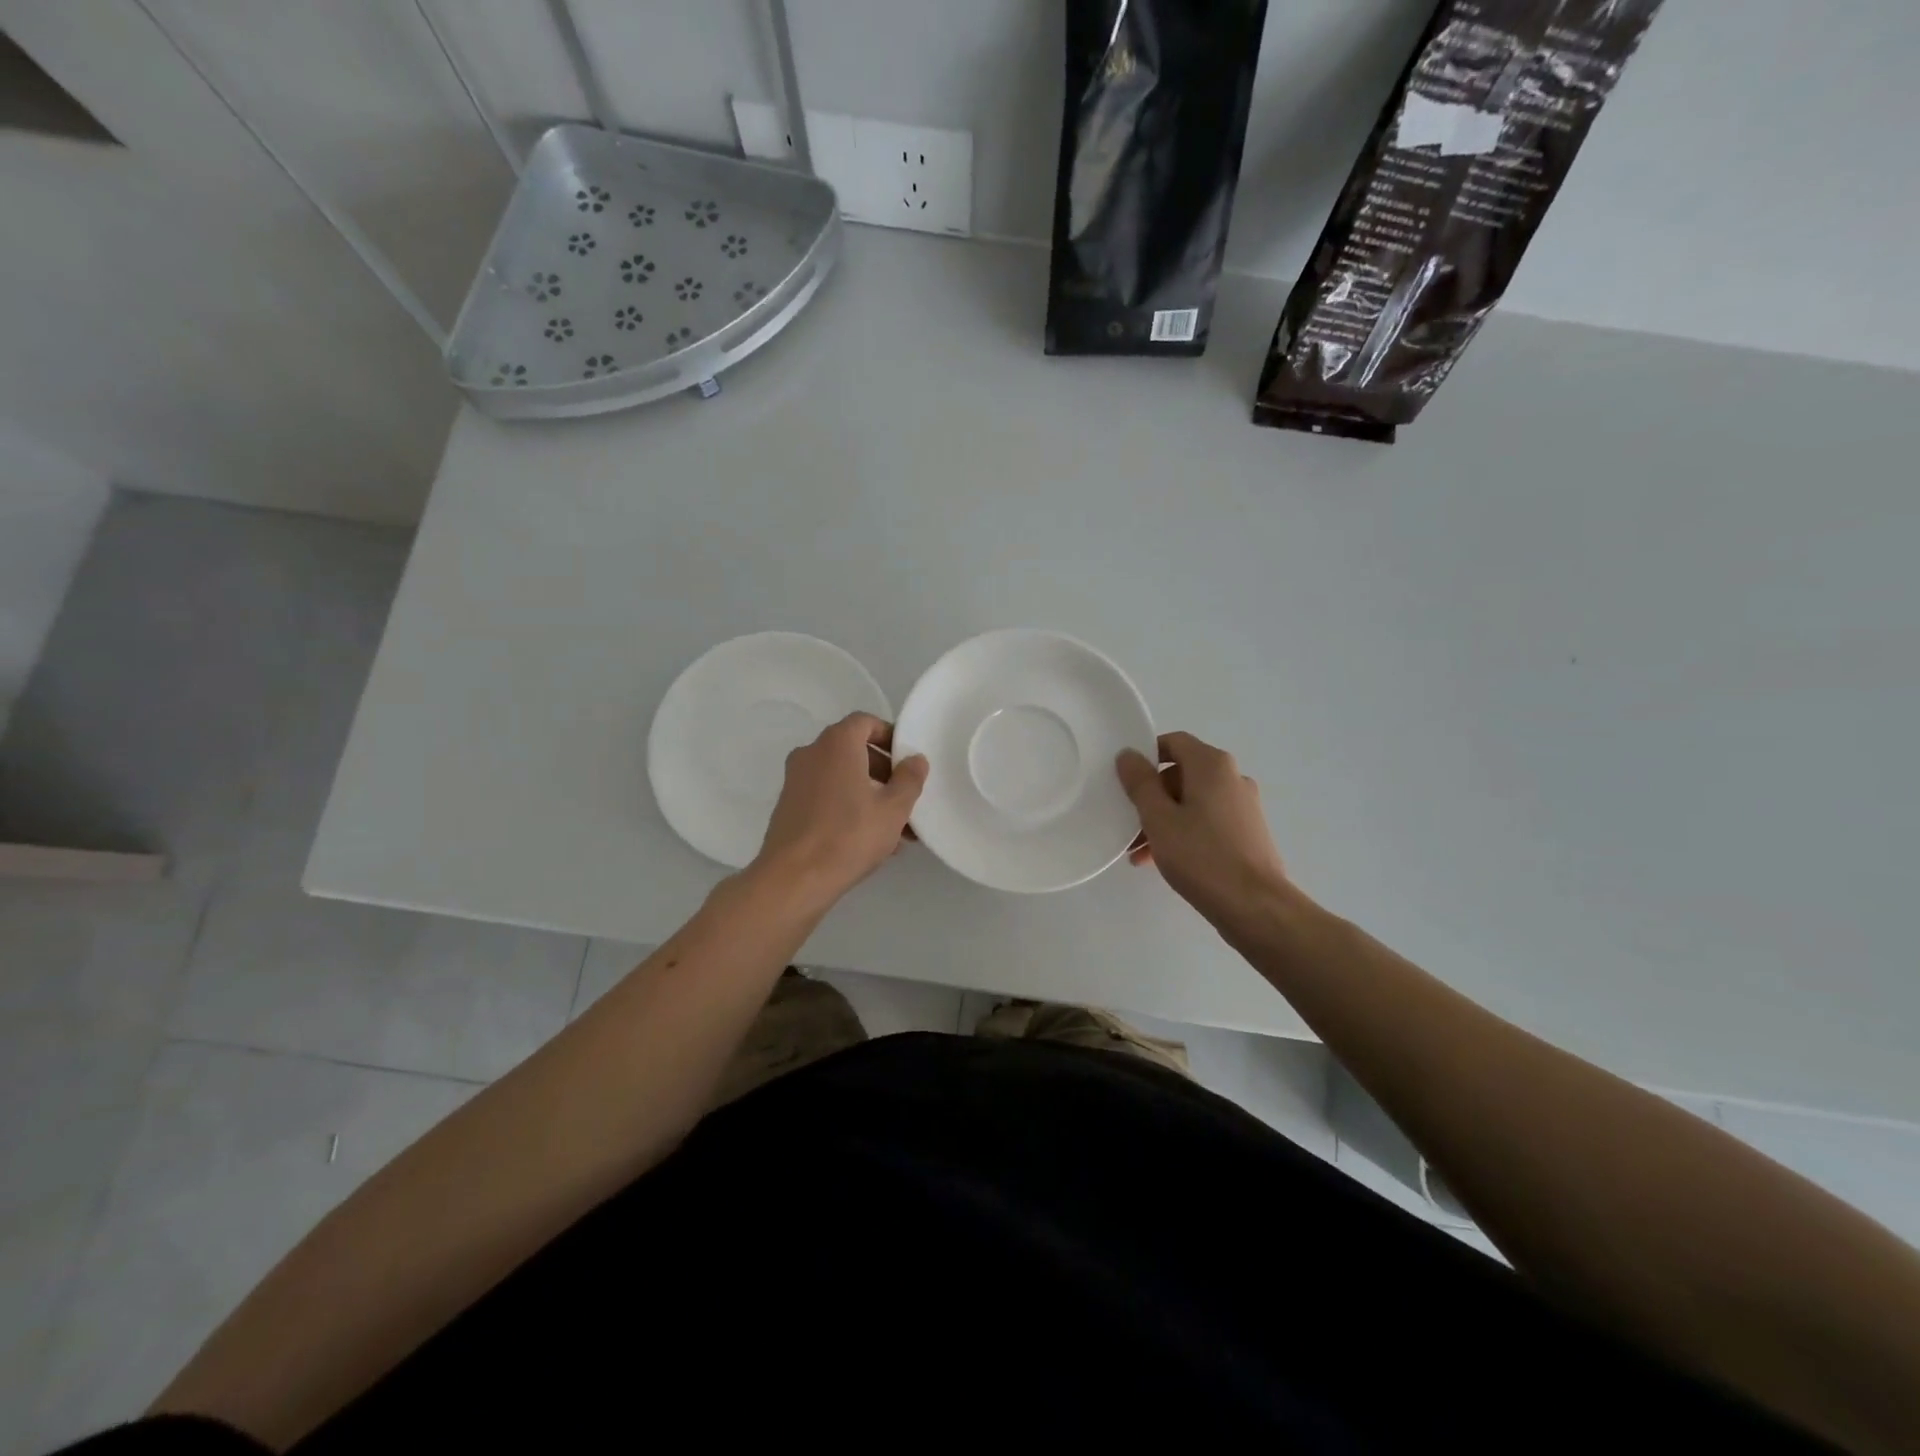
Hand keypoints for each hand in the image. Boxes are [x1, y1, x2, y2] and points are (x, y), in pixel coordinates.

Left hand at [752, 712, 928, 905]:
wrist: (793, 879)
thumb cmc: (849, 836)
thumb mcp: (893, 809)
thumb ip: (909, 779)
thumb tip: (916, 760)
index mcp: (836, 744)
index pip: (865, 722)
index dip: (889, 736)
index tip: (907, 760)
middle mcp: (811, 753)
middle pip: (853, 751)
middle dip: (883, 772)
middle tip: (906, 798)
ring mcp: (795, 780)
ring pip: (841, 778)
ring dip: (869, 794)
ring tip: (895, 829)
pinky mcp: (788, 807)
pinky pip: (826, 797)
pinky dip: (848, 807)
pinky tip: (868, 840)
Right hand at [1116, 731, 1291, 931]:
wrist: (1255, 906)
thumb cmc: (1201, 856)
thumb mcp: (1158, 818)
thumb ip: (1140, 783)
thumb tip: (1129, 754)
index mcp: (1212, 765)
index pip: (1174, 742)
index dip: (1146, 755)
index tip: (1125, 779)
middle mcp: (1232, 778)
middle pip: (1182, 774)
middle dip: (1151, 796)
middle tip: (1128, 823)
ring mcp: (1243, 806)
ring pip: (1192, 802)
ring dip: (1163, 819)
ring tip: (1139, 852)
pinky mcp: (1247, 832)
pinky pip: (1206, 821)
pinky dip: (1183, 832)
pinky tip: (1161, 861)